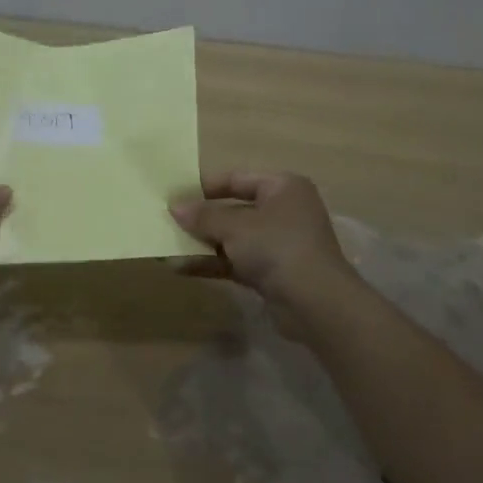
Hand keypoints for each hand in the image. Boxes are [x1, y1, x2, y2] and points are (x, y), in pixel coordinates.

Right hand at [171, 170, 369, 342]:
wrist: (316, 303)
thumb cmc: (277, 247)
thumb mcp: (235, 226)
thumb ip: (203, 215)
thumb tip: (174, 207)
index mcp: (282, 187)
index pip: (237, 178)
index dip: (205, 186)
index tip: (175, 194)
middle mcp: (283, 211)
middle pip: (234, 209)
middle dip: (201, 218)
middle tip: (167, 220)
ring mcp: (278, 243)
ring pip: (233, 238)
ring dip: (202, 243)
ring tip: (166, 245)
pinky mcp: (272, 272)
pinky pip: (235, 261)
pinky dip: (212, 263)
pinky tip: (180, 267)